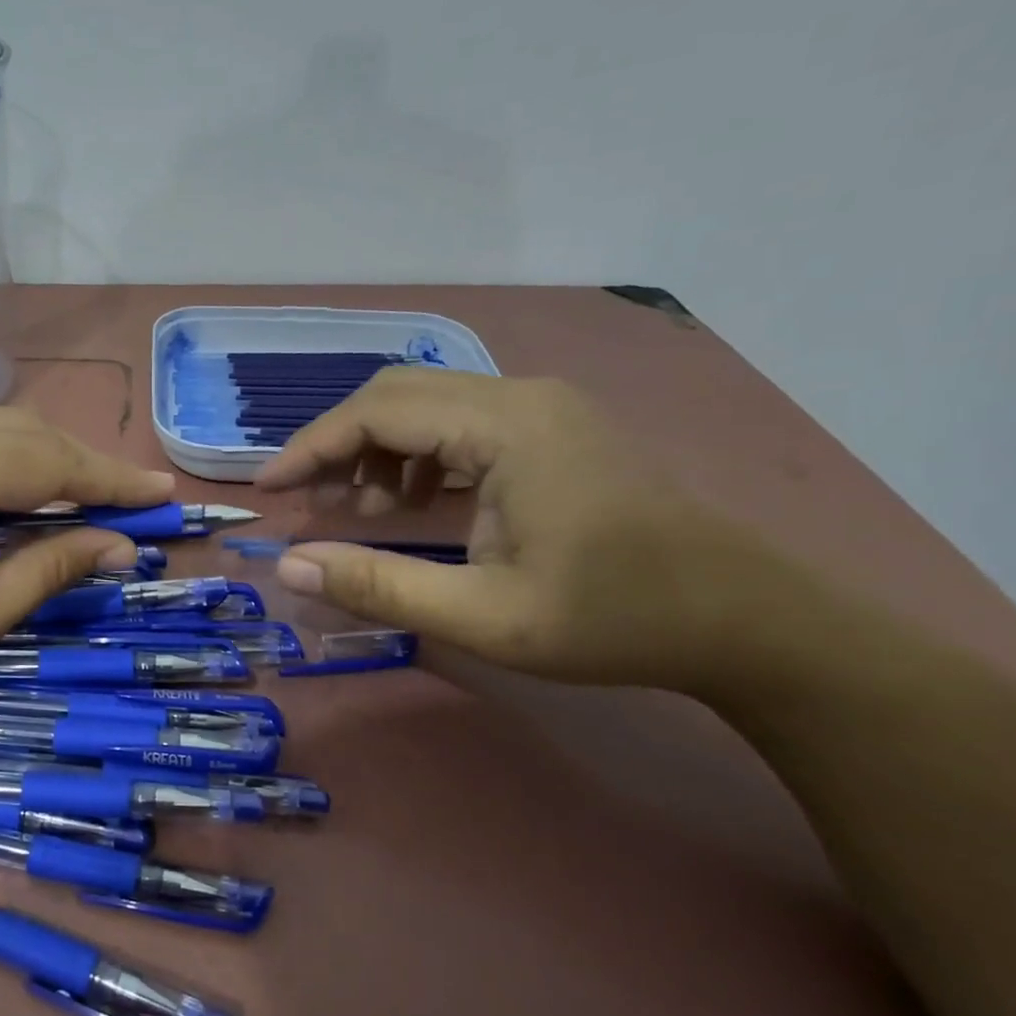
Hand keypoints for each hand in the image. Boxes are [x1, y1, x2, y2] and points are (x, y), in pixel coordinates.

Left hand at [0, 400, 174, 738]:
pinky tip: (4, 491)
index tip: (165, 492)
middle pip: (22, 430)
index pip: (50, 461)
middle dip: (80, 467)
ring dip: (35, 460)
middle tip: (128, 503)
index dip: (113, 480)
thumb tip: (119, 547)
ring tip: (76, 501)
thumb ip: (45, 572)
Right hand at [255, 371, 771, 693]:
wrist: (746, 621)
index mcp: (507, 427)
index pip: (378, 412)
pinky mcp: (552, 427)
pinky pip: (459, 421)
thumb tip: (288, 565)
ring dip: (376, 449)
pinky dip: (416, 455)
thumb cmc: (615, 620)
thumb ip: (378, 586)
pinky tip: (412, 502)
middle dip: (338, 444)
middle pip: (397, 394)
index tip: (268, 489)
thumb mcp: (484, 618)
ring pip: (426, 403)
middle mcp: (521, 396)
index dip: (311, 447)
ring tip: (357, 510)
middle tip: (306, 500)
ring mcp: (541, 407)